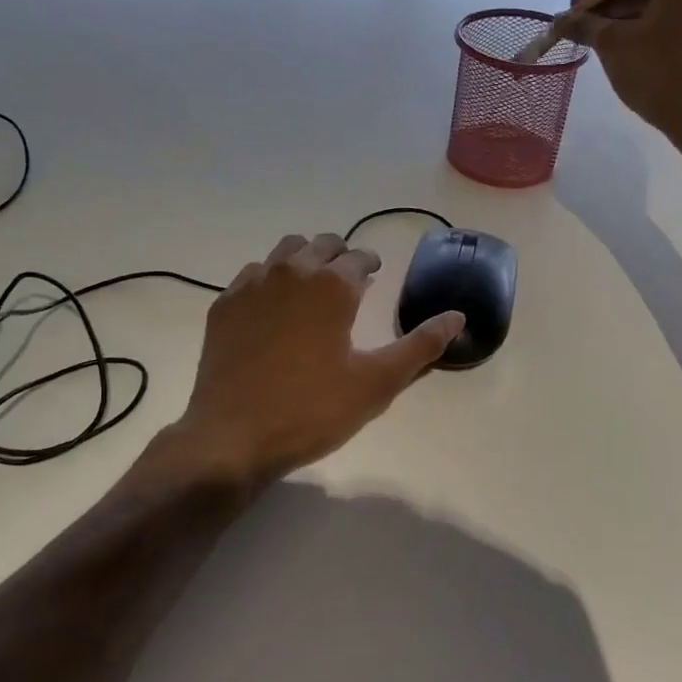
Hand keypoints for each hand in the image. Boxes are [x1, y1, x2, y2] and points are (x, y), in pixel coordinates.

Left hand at [174, 233, 464, 487]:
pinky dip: (269, 278)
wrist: (233, 437)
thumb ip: (420, 346)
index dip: (371, 263)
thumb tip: (457, 316)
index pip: (359, 256)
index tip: (375, 274)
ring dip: (304, 259)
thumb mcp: (376, 383)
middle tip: (348, 279)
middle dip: (339, 255)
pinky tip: (273, 307)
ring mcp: (251, 286)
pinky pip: (251, 274)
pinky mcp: (223, 305)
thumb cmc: (312, 410)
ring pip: (284, 252)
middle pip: (320, 244)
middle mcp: (291, 272)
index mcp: (332, 286)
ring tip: (312, 287)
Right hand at [552, 0, 681, 133]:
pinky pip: (675, 29)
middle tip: (583, 30)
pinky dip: (651, 36)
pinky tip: (631, 55)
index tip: (571, 12)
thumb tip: (560, 20)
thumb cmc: (655, 70)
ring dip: (629, 24)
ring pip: (661, 12)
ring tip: (602, 44)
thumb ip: (585, 25)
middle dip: (612, 10)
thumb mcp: (612, 44)